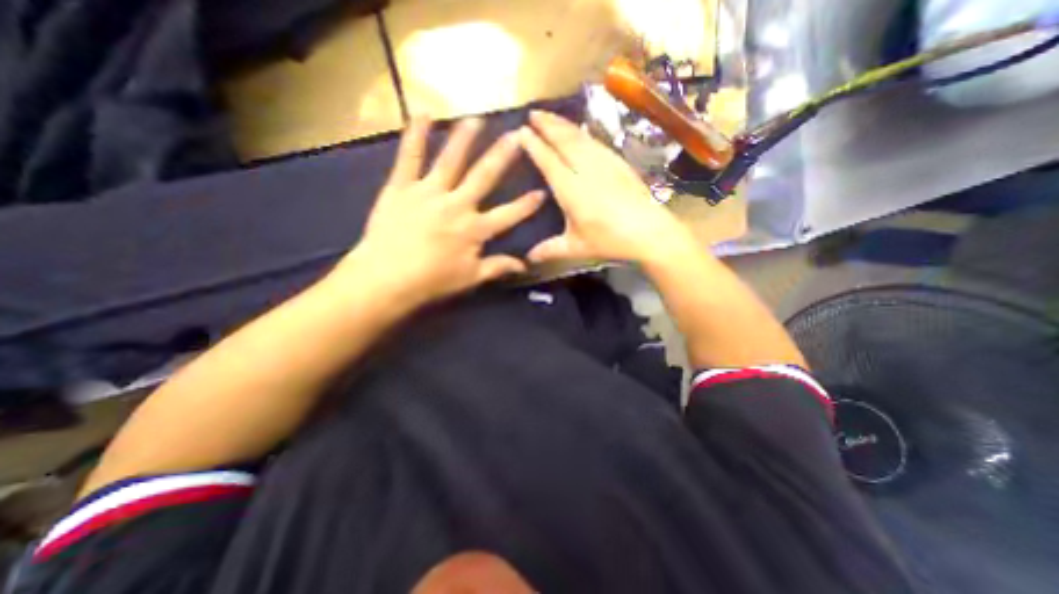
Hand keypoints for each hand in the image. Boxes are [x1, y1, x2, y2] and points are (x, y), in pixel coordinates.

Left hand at [330, 116, 544, 310]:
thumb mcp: (470, 278)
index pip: (509, 214)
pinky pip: (410, 157)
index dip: (527, 205)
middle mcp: (456, 204)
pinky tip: (423, 114)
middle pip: (484, 177)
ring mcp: (428, 192)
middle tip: (517, 135)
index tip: (542, 192)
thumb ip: (498, 267)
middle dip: (502, 156)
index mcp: (474, 229)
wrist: (386, 278)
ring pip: (451, 160)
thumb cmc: (432, 281)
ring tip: (477, 119)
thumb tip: (523, 265)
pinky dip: (415, 135)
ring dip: (465, 138)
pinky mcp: (402, 187)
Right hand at [520, 108, 695, 266]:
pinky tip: (579, 131)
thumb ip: (549, 250)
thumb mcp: (576, 248)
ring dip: (563, 124)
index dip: (534, 145)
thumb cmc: (610, 241)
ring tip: (550, 116)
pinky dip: (582, 132)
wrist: (650, 232)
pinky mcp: (618, 162)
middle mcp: (586, 170)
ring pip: (580, 137)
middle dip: (547, 125)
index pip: (548, 160)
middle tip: (532, 112)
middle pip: (563, 140)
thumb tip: (528, 258)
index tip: (521, 131)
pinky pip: (595, 141)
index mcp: (571, 189)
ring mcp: (604, 163)